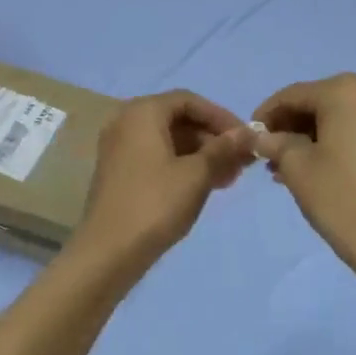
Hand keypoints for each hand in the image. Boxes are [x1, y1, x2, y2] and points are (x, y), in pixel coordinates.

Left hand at [74, 90, 253, 274]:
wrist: (107, 253)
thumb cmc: (155, 204)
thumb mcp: (196, 175)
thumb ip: (223, 149)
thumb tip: (248, 133)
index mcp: (143, 112)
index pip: (189, 101)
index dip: (221, 117)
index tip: (246, 139)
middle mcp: (126, 121)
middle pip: (178, 119)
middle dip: (212, 139)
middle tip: (240, 163)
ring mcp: (118, 148)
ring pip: (168, 140)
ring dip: (200, 155)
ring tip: (228, 179)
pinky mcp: (118, 172)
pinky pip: (155, 157)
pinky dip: (181, 165)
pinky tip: (203, 186)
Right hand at [253, 74, 355, 279]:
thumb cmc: (339, 195)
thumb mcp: (295, 165)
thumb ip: (272, 142)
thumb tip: (256, 136)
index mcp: (342, 91)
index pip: (291, 96)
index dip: (265, 115)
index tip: (248, 137)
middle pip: (313, 104)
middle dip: (286, 128)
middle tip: (264, 154)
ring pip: (330, 119)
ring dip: (303, 139)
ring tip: (280, 168)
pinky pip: (348, 132)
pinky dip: (325, 144)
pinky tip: (305, 169)